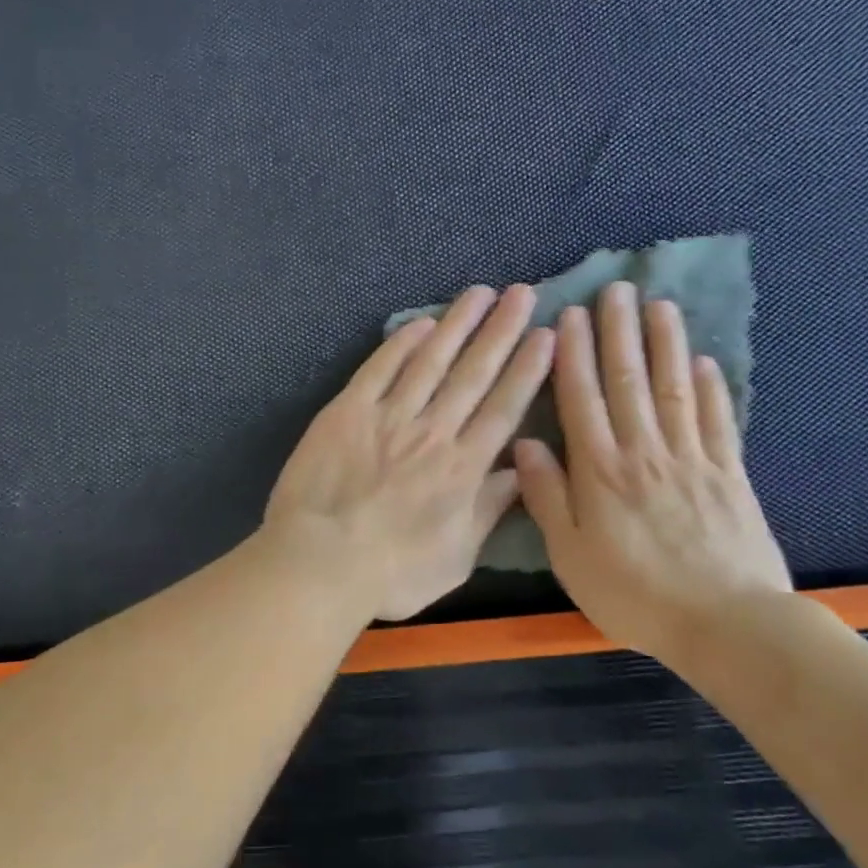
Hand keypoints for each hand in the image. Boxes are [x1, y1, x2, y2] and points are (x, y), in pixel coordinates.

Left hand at [265, 284, 554, 621]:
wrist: (320, 562)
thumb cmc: (391, 573)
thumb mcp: (456, 558)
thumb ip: (487, 511)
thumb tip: (517, 472)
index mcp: (463, 469)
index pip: (504, 408)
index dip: (527, 369)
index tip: (546, 335)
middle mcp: (433, 432)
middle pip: (474, 374)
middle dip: (502, 331)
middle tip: (523, 293)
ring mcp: (388, 417)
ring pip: (431, 361)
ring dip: (458, 325)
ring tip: (480, 293)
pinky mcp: (347, 411)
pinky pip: (380, 369)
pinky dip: (401, 344)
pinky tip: (421, 323)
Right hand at [514, 281, 789, 662]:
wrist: (726, 624)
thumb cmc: (633, 593)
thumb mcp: (570, 554)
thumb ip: (547, 496)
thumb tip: (524, 444)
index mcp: (599, 470)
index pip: (582, 398)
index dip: (574, 354)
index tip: (571, 315)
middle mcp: (644, 451)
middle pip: (629, 381)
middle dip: (619, 332)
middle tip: (616, 290)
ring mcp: (691, 458)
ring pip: (674, 388)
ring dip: (664, 344)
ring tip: (659, 306)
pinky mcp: (729, 474)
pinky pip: (718, 420)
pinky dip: (711, 387)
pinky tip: (703, 361)